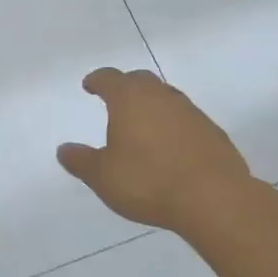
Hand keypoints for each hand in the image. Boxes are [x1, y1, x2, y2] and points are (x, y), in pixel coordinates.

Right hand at [58, 68, 252, 231]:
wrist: (214, 198)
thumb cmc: (148, 182)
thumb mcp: (103, 176)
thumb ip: (81, 161)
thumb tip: (63, 150)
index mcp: (130, 99)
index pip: (109, 78)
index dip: (97, 80)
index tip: (90, 85)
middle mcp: (161, 97)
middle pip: (140, 80)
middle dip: (126, 85)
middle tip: (115, 99)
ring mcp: (191, 112)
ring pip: (166, 97)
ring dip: (152, 104)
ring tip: (142, 124)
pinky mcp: (212, 132)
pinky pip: (186, 119)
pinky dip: (173, 124)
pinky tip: (171, 146)